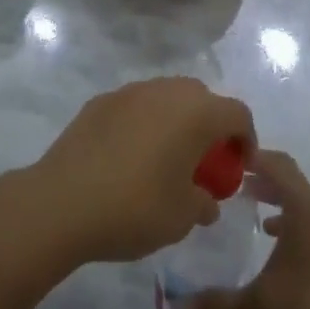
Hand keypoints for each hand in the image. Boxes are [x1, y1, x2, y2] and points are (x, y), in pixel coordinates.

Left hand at [22, 77, 255, 266]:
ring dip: (175, 121)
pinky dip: (144, 124)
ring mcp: (132, 91)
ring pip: (167, 98)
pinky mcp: (101, 100)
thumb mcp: (182, 218)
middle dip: (210, 126)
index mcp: (197, 112)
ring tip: (165, 159)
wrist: (62, 201)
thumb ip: (204, 203)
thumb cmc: (135, 208)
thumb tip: (206, 200)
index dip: (246, 140)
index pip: (238, 114)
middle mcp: (167, 90)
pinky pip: (136, 106)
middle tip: (204, 163)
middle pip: (203, 98)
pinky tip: (129, 157)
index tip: (239, 168)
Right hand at [189, 150, 309, 308]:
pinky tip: (284, 264)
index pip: (279, 165)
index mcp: (307, 211)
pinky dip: (298, 235)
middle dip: (265, 184)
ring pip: (308, 212)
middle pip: (294, 186)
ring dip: (283, 211)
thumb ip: (216, 305)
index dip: (254, 157)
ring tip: (257, 223)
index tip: (229, 158)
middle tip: (235, 190)